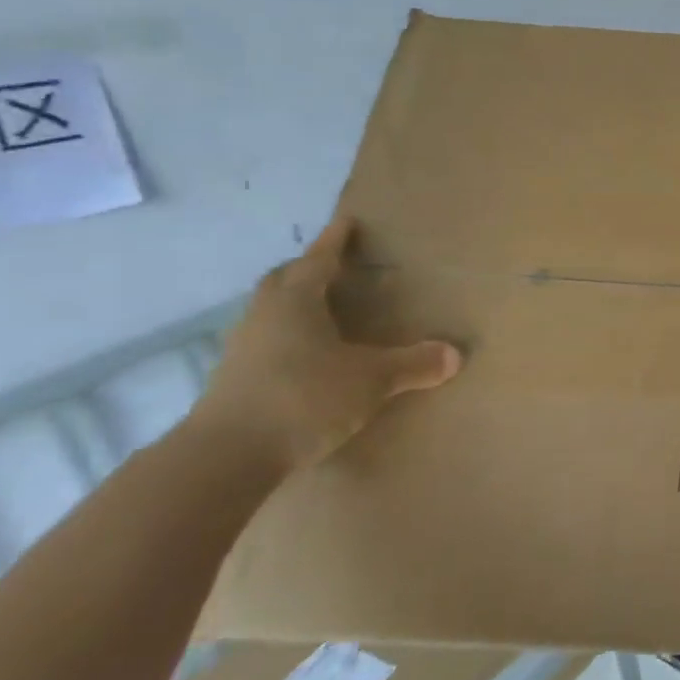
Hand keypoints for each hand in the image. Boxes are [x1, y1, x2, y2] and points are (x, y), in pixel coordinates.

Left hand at [189, 217, 462, 474]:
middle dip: (308, 269)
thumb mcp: (371, 380)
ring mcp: (243, 348)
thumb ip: (413, 364)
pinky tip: (304, 357)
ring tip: (322, 311)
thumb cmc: (303, 398)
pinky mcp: (233, 379)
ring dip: (294, 304)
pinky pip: (265, 342)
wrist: (225, 457)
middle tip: (334, 267)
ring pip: (270, 311)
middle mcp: (264, 315)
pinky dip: (286, 338)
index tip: (347, 221)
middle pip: (284, 280)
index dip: (336, 241)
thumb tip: (454, 354)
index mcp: (295, 301)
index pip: (319, 260)